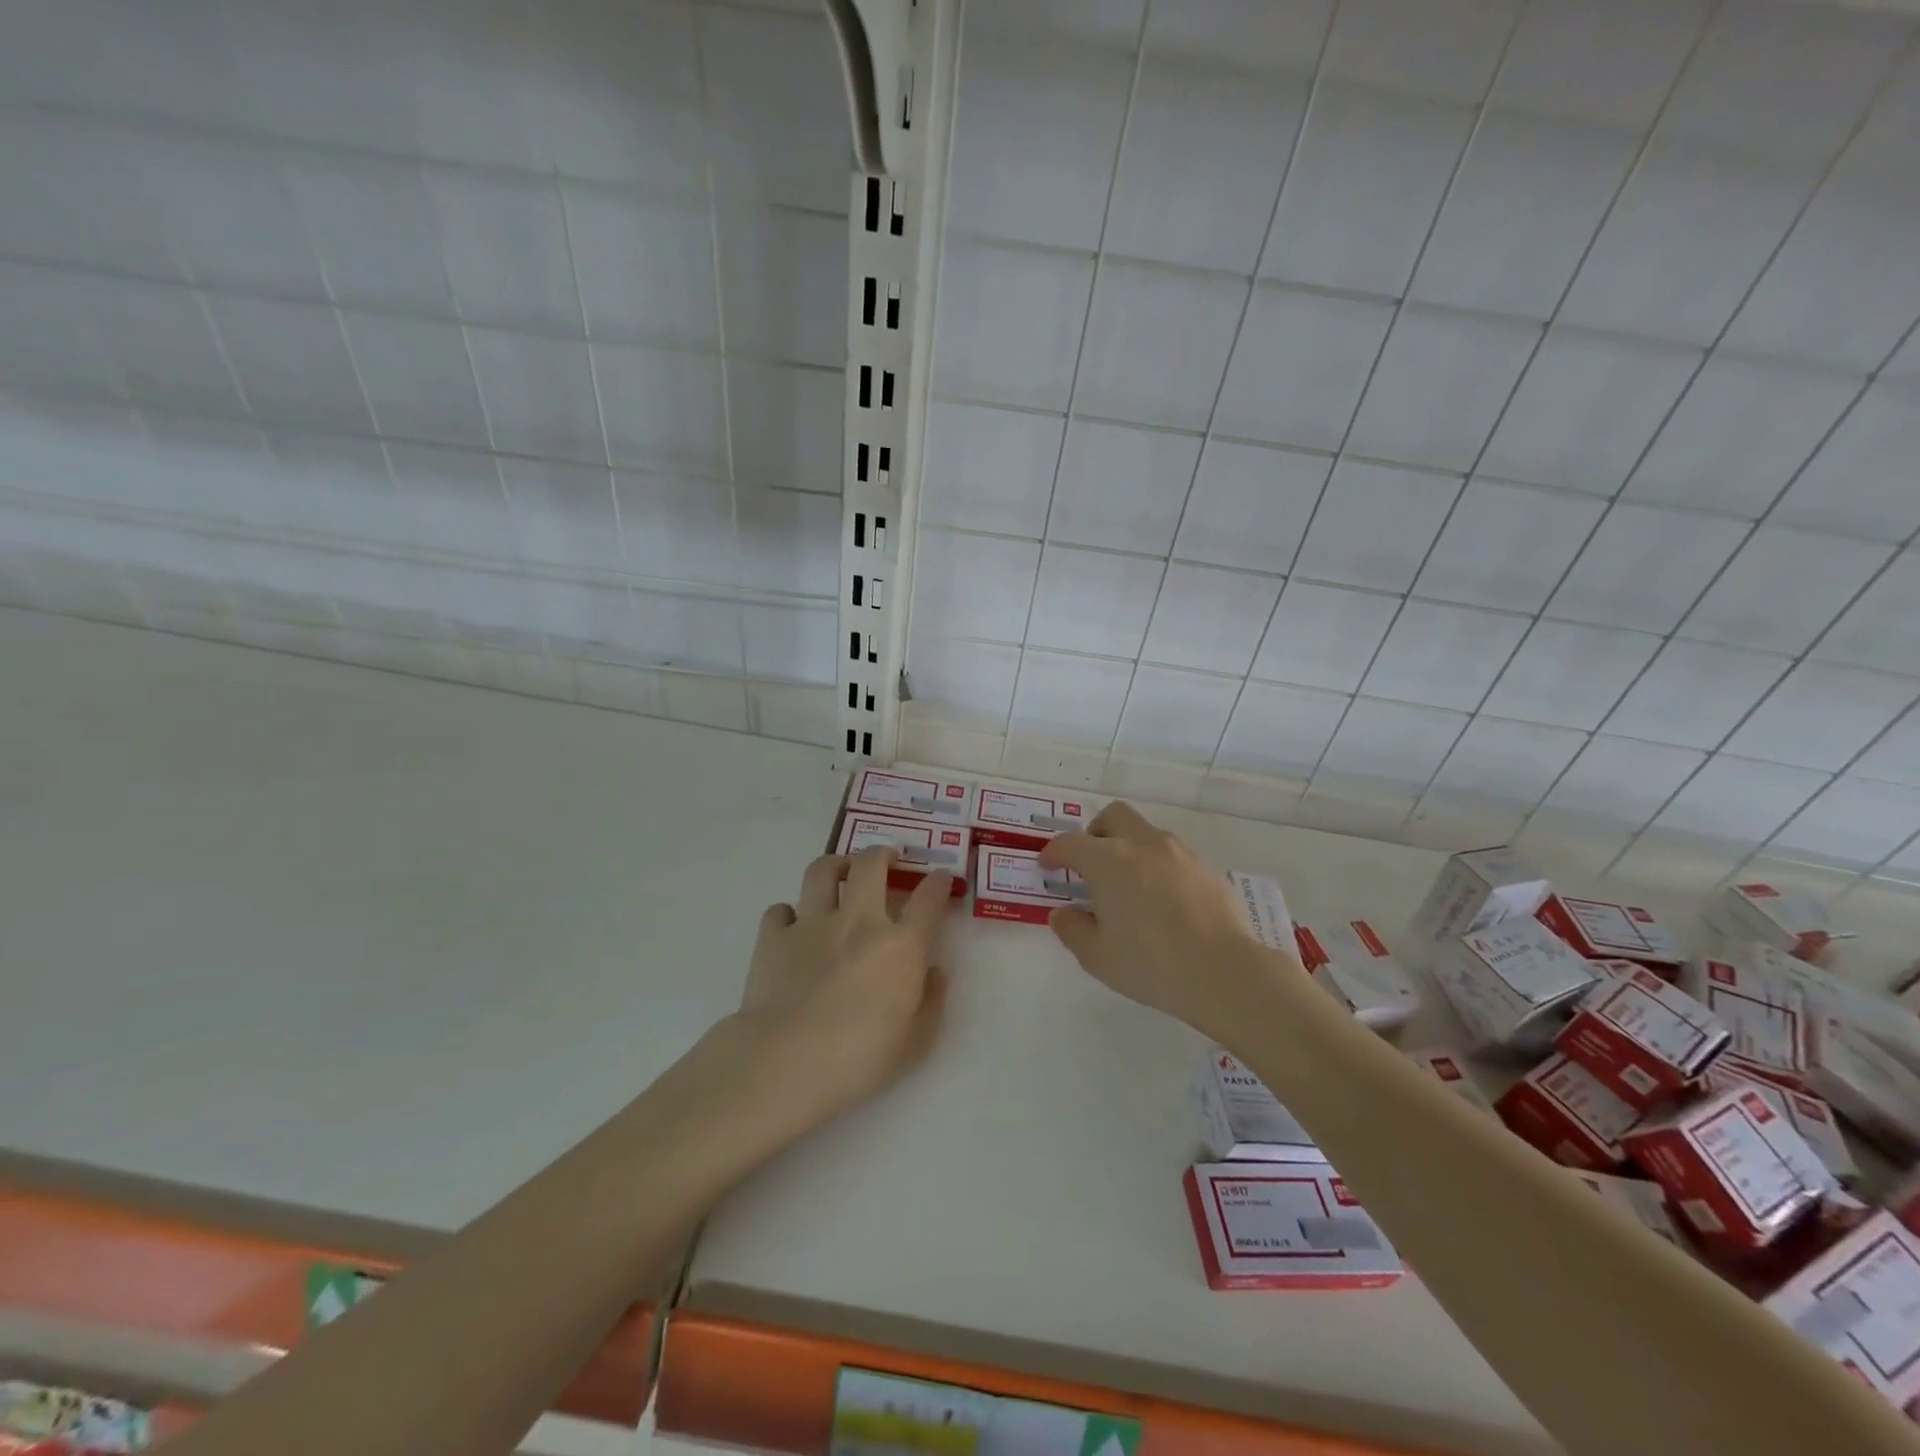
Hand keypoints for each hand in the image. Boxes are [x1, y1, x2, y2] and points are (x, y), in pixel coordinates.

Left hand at [730, 848, 953, 1126]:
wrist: (786, 1063)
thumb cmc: (860, 1059)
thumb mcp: (916, 1040)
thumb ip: (931, 1000)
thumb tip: (935, 971)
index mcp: (900, 945)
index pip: (928, 899)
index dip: (939, 882)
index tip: (942, 878)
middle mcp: (858, 921)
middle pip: (871, 864)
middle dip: (883, 853)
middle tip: (887, 858)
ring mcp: (812, 924)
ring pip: (822, 871)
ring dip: (835, 865)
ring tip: (840, 872)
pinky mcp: (774, 938)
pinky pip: (780, 910)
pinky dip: (788, 914)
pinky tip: (792, 926)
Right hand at [1039, 801, 1287, 1036]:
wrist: (1224, 971)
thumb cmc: (1151, 964)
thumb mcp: (1097, 956)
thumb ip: (1073, 929)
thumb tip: (1063, 913)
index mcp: (1108, 861)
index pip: (1070, 843)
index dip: (1054, 852)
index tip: (1047, 865)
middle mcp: (1143, 844)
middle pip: (1114, 816)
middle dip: (1095, 832)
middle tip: (1090, 863)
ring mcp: (1180, 852)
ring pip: (1147, 834)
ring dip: (1130, 849)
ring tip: (1130, 887)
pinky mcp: (1207, 867)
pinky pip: (1174, 856)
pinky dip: (1159, 867)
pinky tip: (1164, 902)